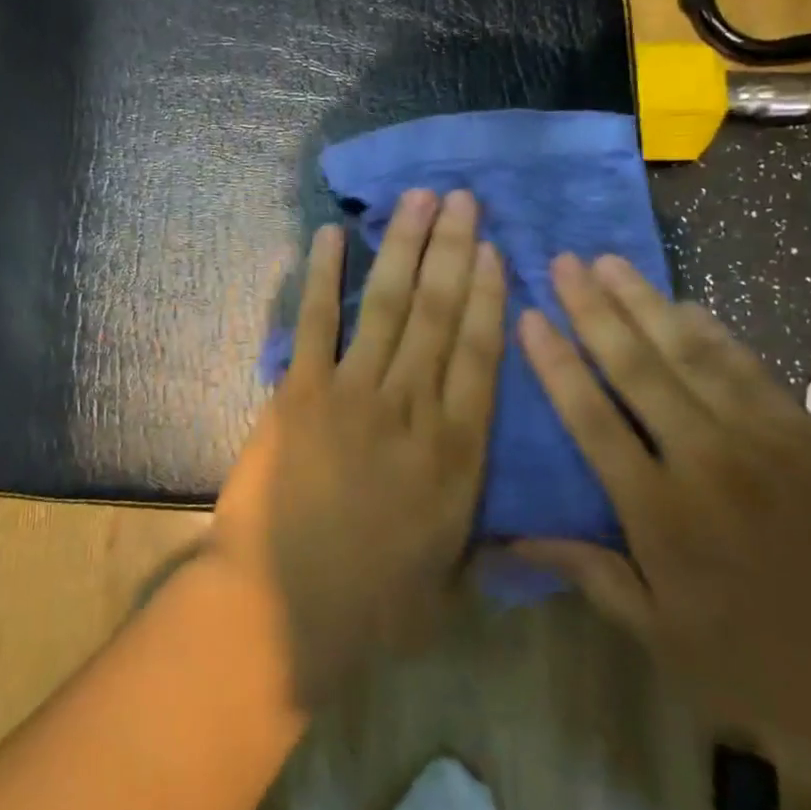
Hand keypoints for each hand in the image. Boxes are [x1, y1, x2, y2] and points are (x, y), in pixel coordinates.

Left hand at [209, 189, 506, 704]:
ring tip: (418, 199)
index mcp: (457, 453)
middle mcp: (413, 408)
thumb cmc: (373, 607)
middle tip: (463, 199)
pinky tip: (332, 235)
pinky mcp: (300, 393)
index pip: (482, 354)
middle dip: (454, 251)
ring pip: (389, 306)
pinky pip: (317, 322)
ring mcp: (353, 394)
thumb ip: (489, 547)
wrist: (283, 610)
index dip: (491, 297)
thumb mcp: (452, 585)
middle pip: (440, 314)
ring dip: (404, 247)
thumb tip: (527, 537)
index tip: (496, 250)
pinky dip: (324, 276)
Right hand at [516, 253, 810, 758]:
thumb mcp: (664, 635)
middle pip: (637, 368)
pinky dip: (713, 331)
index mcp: (662, 512)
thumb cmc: (768, 664)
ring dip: (645, 303)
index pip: (591, 417)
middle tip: (563, 261)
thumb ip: (588, 572)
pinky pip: (750, 368)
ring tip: (610, 262)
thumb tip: (508, 541)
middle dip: (593, 309)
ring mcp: (768, 442)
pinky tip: (685, 304)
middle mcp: (708, 460)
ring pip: (692, 354)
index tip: (528, 317)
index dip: (555, 363)